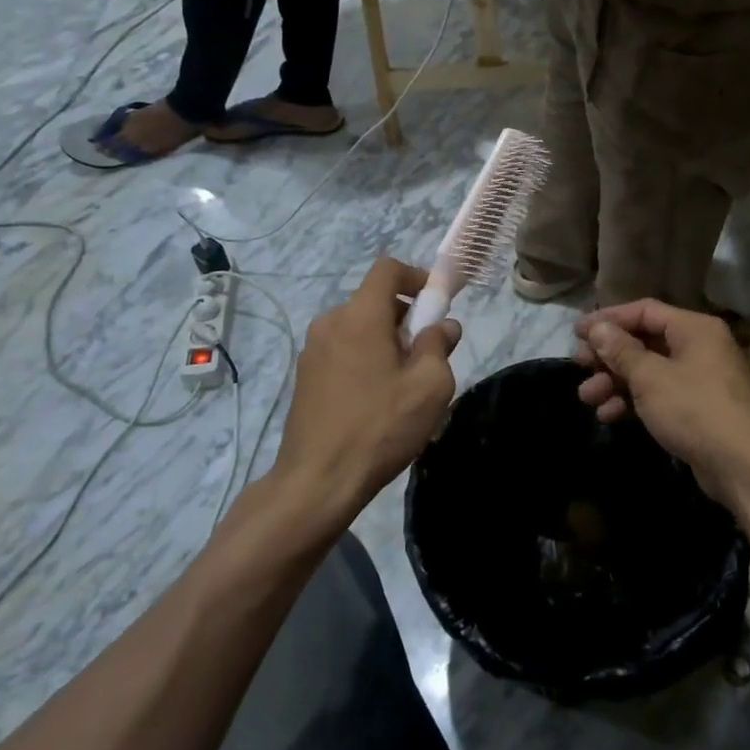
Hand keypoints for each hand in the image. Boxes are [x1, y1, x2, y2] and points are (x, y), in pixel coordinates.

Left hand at [275, 257, 461, 518]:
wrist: (317, 481)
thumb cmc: (379, 427)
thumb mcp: (429, 386)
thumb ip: (439, 345)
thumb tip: (443, 326)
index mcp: (359, 316)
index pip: (387, 269)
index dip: (417, 276)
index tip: (437, 304)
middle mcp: (330, 322)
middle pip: (375, 301)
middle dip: (407, 318)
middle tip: (428, 356)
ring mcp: (313, 350)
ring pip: (360, 328)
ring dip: (387, 342)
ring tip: (405, 385)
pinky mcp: (305, 376)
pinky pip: (344, 350)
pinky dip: (366, 359)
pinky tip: (378, 401)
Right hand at [574, 300, 749, 514]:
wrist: (747, 468)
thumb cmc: (696, 410)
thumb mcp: (651, 378)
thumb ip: (621, 351)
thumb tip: (597, 328)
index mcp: (694, 328)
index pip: (644, 311)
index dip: (608, 319)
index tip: (576, 332)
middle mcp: (699, 347)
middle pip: (644, 341)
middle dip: (608, 355)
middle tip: (579, 366)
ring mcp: (700, 380)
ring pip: (648, 371)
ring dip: (615, 381)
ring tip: (587, 397)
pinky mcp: (698, 410)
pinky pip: (659, 395)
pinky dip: (633, 401)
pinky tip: (609, 416)